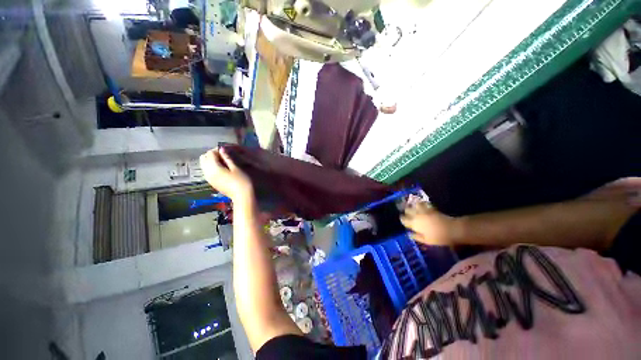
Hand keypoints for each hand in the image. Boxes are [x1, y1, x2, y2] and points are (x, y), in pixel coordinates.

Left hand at [200, 148, 252, 202]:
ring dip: (212, 160)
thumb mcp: (236, 168)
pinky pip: (208, 171)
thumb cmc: (242, 181)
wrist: (243, 196)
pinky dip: (212, 166)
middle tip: (225, 155)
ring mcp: (209, 179)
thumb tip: (222, 149)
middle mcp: (208, 173)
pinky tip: (223, 168)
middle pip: (204, 158)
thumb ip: (228, 158)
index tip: (228, 150)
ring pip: (204, 164)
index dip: (218, 150)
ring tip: (225, 161)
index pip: (210, 153)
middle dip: (212, 154)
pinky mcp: (212, 182)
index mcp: (213, 168)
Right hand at [400, 202, 460, 245]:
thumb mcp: (426, 241)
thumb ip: (416, 237)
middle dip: (407, 211)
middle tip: (407, 213)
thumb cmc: (438, 237)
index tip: (403, 220)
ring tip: (414, 207)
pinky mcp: (431, 208)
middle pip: (408, 210)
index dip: (402, 219)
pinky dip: (422, 203)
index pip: (404, 219)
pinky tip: (423, 204)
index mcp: (414, 224)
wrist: (452, 229)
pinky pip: (424, 203)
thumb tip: (409, 234)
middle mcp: (416, 215)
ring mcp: (424, 211)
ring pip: (415, 205)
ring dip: (413, 205)